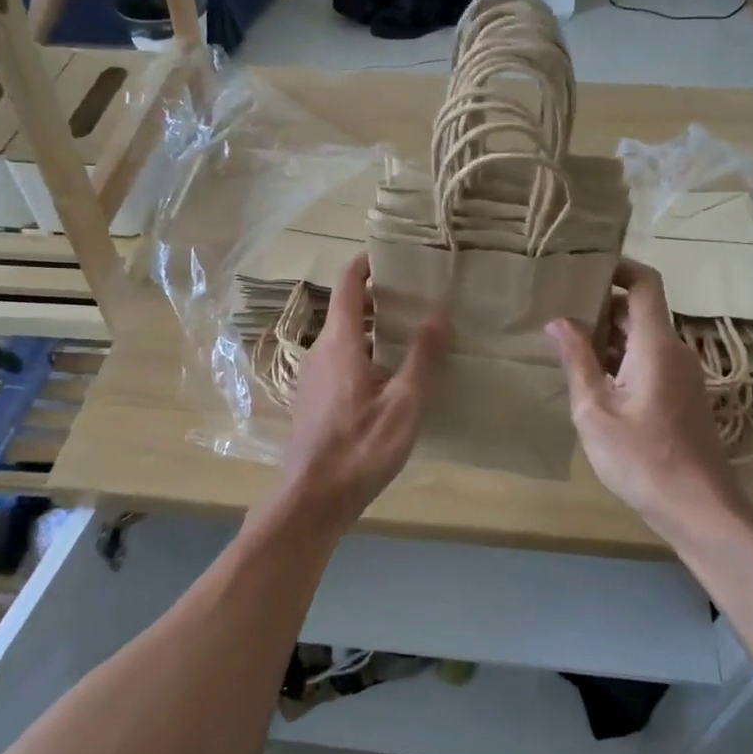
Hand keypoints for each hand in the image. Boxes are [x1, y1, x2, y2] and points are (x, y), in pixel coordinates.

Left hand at [279, 254, 446, 522]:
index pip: (347, 284)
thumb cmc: (361, 446)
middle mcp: (320, 351)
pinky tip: (392, 375)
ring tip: (412, 333)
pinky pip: (341, 361)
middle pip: (346, 309)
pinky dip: (365, 353)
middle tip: (418, 296)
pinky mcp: (315, 399)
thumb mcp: (404, 403)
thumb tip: (439, 312)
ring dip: (373, 328)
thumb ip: (422, 356)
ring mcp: (313, 376)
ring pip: (344, 338)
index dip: (367, 263)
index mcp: (339, 342)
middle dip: (379, 298)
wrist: (314, 498)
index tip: (394, 255)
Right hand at [547, 261, 752, 541]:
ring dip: (608, 337)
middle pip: (639, 311)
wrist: (697, 506)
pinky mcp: (682, 395)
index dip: (619, 268)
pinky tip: (593, 381)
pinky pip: (650, 361)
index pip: (645, 284)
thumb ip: (577, 361)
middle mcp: (675, 351)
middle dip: (600, 307)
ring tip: (567, 347)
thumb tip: (558, 320)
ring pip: (642, 339)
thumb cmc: (641, 458)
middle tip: (558, 312)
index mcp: (656, 346)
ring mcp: (683, 374)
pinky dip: (622, 359)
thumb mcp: (595, 410)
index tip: (585, 266)